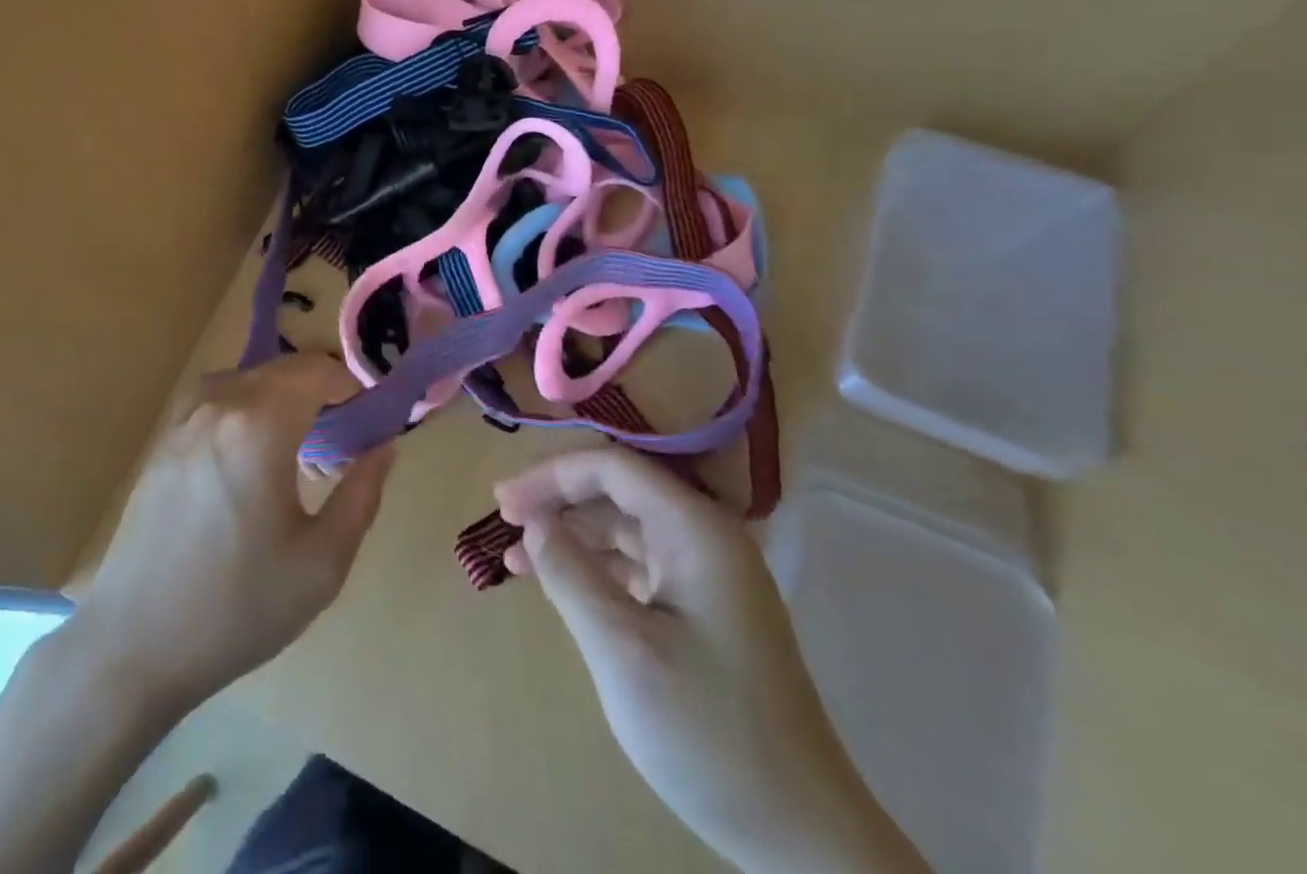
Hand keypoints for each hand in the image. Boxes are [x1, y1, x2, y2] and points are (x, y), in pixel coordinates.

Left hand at [75, 355, 394, 714]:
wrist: (132, 646)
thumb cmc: (237, 607)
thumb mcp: (322, 564)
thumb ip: (362, 495)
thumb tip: (385, 446)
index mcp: (259, 425)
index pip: (317, 370)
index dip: (351, 384)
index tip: (370, 416)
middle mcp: (218, 405)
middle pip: (283, 369)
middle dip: (321, 388)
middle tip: (343, 435)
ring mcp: (183, 420)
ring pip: (248, 379)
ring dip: (282, 395)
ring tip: (300, 442)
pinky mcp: (163, 441)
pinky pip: (216, 399)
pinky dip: (246, 406)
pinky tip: (251, 454)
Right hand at [495, 449, 928, 873]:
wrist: (804, 837)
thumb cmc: (709, 732)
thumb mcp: (622, 650)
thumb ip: (570, 574)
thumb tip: (535, 523)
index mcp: (695, 529)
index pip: (611, 468)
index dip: (551, 476)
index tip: (502, 504)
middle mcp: (705, 537)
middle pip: (618, 493)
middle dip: (558, 503)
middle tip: (504, 526)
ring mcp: (709, 575)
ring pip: (626, 530)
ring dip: (573, 537)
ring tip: (519, 560)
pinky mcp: (707, 610)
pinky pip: (640, 567)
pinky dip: (597, 570)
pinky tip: (564, 588)